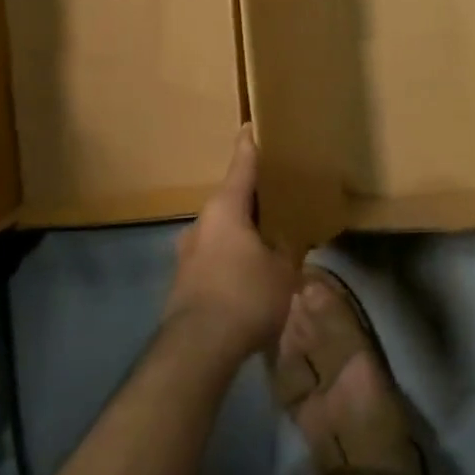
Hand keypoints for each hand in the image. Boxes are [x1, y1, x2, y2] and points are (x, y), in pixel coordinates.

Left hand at [163, 126, 299, 360]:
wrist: (197, 349)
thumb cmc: (245, 296)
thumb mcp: (282, 270)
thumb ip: (288, 249)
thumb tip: (289, 240)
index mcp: (226, 208)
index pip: (242, 164)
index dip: (251, 144)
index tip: (253, 126)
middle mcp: (202, 222)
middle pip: (231, 198)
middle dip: (253, 196)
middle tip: (278, 192)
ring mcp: (188, 251)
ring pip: (222, 228)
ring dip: (243, 228)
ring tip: (269, 235)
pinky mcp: (185, 279)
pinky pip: (215, 253)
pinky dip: (234, 253)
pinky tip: (250, 270)